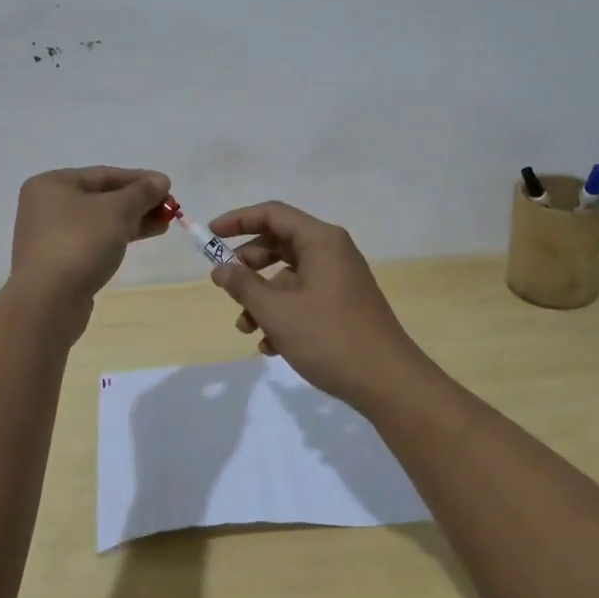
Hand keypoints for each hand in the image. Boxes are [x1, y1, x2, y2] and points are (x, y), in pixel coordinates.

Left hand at [9, 167, 171, 310]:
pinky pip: (93, 241)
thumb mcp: (117, 211)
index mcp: (52, 184)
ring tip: (164, 224)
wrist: (48, 302)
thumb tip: (161, 180)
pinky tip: (140, 239)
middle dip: (138, 202)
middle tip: (169, 208)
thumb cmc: (80, 243)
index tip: (168, 186)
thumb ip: (141, 192)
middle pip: (102, 197)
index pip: (104, 174)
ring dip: (132, 220)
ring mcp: (50, 236)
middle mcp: (47, 206)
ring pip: (99, 221)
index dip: (139, 179)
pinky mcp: (58, 262)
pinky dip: (117, 237)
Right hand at [205, 201, 428, 410]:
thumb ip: (244, 286)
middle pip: (279, 244)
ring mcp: (338, 279)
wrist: (388, 383)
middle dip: (248, 265)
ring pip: (288, 276)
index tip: (210, 235)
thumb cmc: (330, 338)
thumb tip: (220, 269)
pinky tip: (269, 345)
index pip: (273, 214)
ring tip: (246, 327)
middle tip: (223, 284)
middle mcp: (331, 252)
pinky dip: (281, 314)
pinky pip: (302, 297)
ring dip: (261, 297)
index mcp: (321, 241)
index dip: (238, 220)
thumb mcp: (278, 311)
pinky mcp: (341, 305)